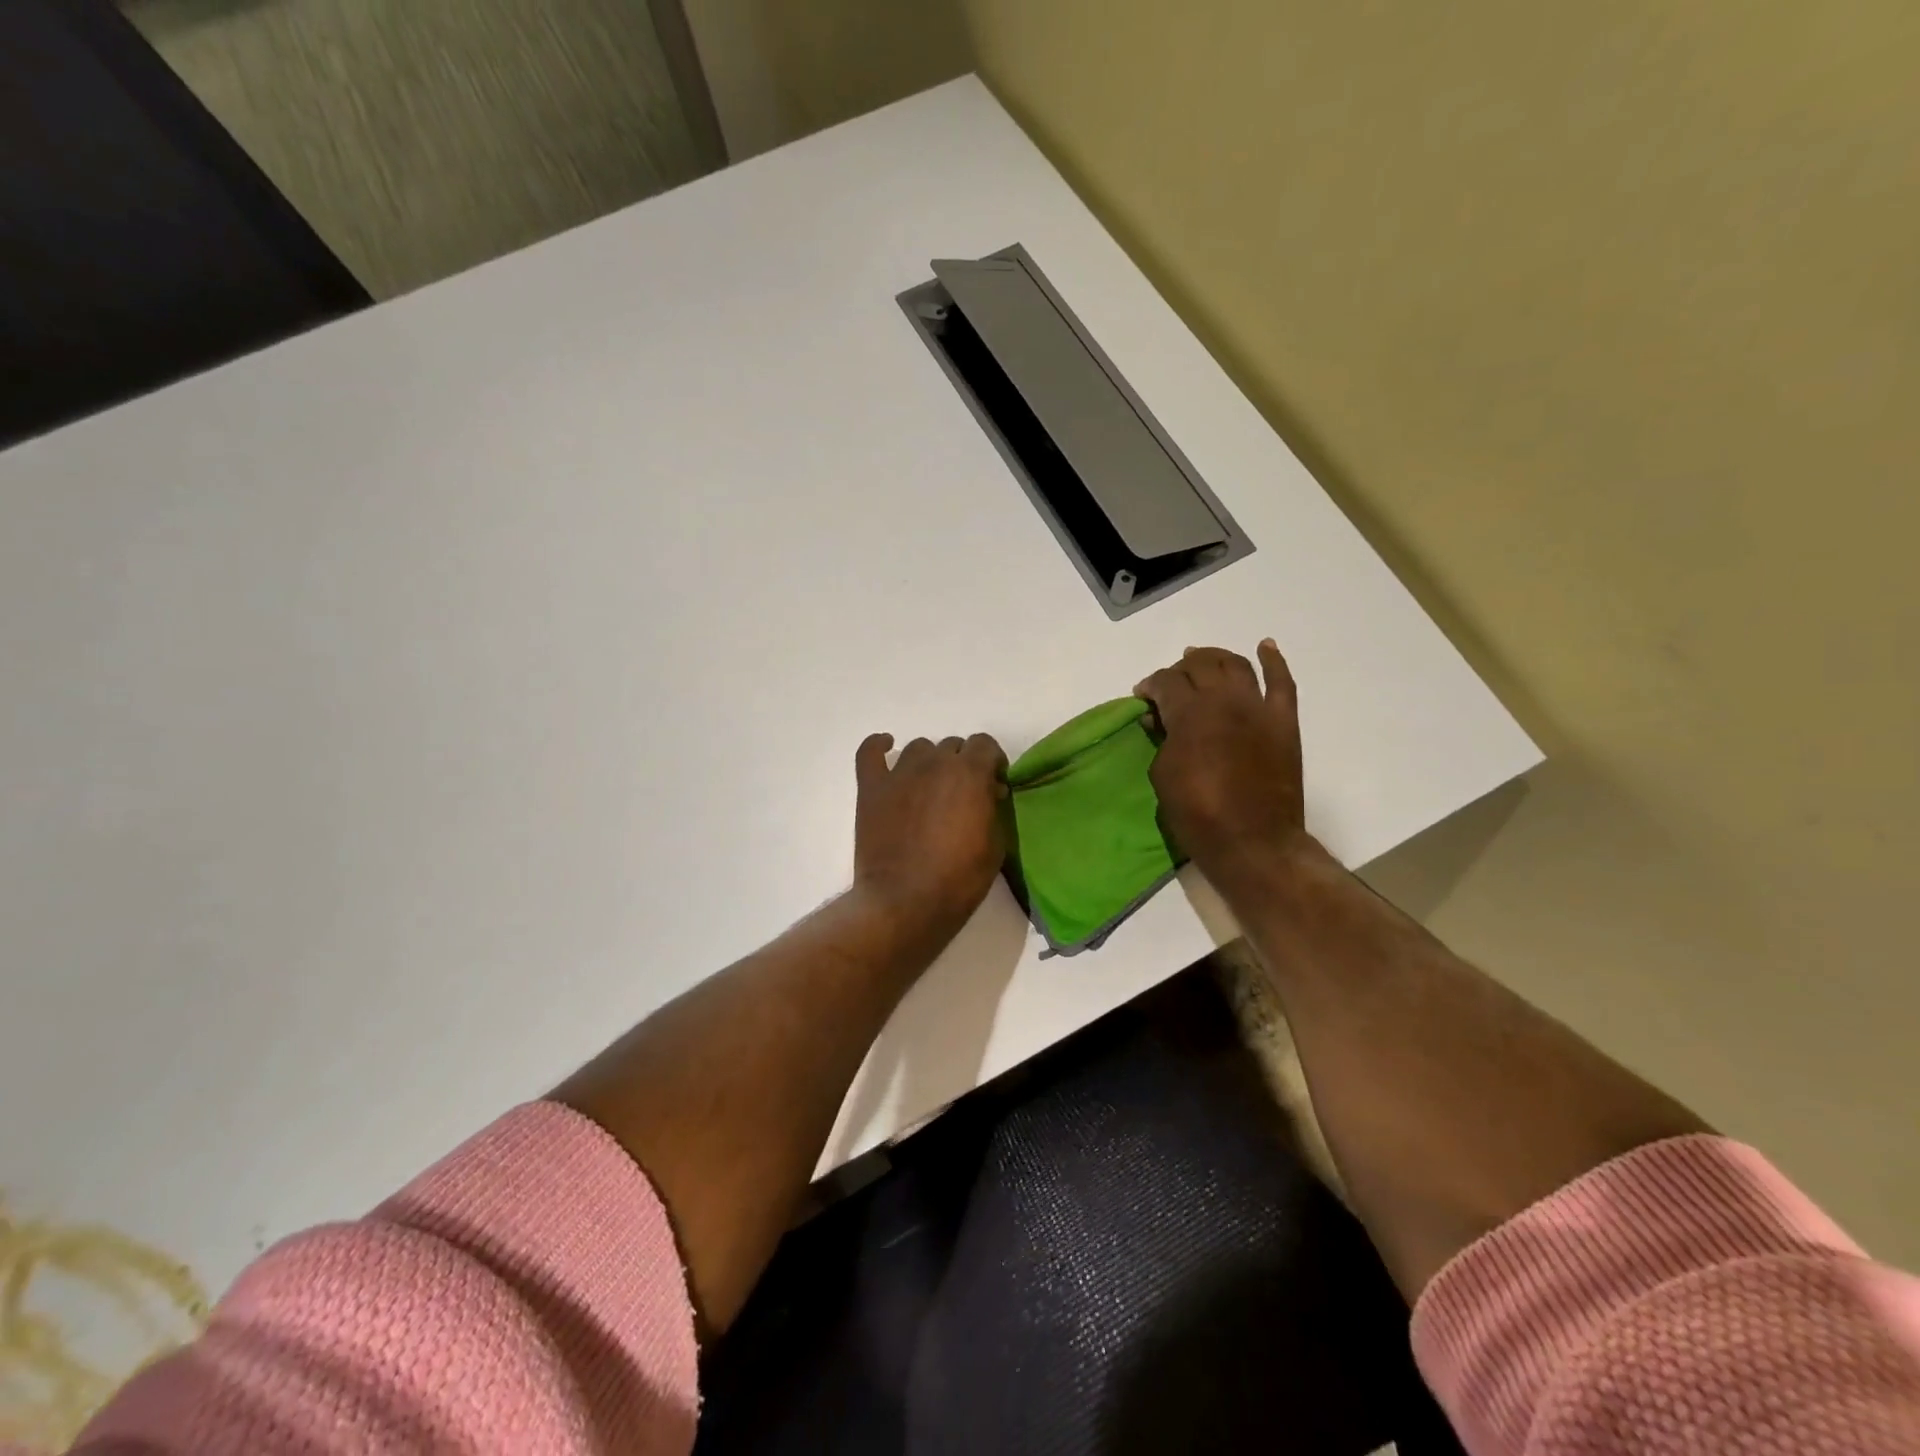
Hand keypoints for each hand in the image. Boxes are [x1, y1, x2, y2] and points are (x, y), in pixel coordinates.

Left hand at [852, 732, 1008, 938]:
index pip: (985, 744)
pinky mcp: (871, 788)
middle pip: (952, 746)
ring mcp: (899, 773)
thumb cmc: (959, 879)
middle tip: (963, 794)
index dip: (992, 761)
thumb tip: (988, 792)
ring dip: (930, 761)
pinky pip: (870, 752)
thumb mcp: (995, 844)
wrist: (906, 902)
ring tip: (930, 787)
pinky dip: (879, 746)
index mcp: (969, 773)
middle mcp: (935, 762)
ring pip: (919, 748)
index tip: (993, 783)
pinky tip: (886, 747)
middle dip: (962, 764)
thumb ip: (993, 808)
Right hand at [1135, 640, 1308, 878]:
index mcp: (1190, 714)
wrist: (1253, 841)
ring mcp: (1258, 708)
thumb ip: (1162, 739)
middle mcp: (1224, 700)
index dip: (1150, 685)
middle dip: (1180, 669)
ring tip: (1203, 659)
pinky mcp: (1283, 722)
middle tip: (1172, 683)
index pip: (1166, 681)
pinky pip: (1282, 682)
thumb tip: (1162, 721)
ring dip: (1216, 657)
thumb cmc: (1197, 814)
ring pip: (1236, 665)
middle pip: (1200, 665)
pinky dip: (1274, 661)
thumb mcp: (1161, 774)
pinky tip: (1265, 647)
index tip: (1143, 697)